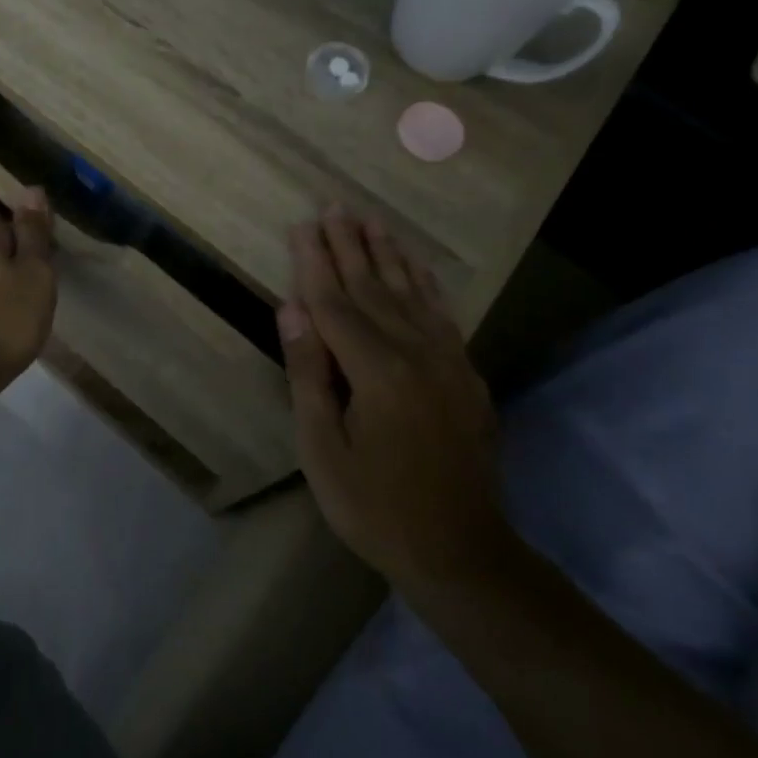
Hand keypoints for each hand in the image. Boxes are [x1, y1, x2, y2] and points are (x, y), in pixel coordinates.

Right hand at [277, 209, 508, 590]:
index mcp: (376, 370)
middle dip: (350, 245)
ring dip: (389, 255)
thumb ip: (309, 373)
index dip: (314, 263)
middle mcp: (416, 353)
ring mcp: (447, 362)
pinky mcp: (466, 376)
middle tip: (335, 206)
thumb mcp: (323, 448)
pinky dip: (426, 285)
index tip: (302, 225)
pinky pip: (442, 316)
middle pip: (374, 288)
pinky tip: (417, 268)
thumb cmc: (375, 506)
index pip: (335, 302)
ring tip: (373, 221)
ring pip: (411, 294)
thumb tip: (292, 309)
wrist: (462, 552)